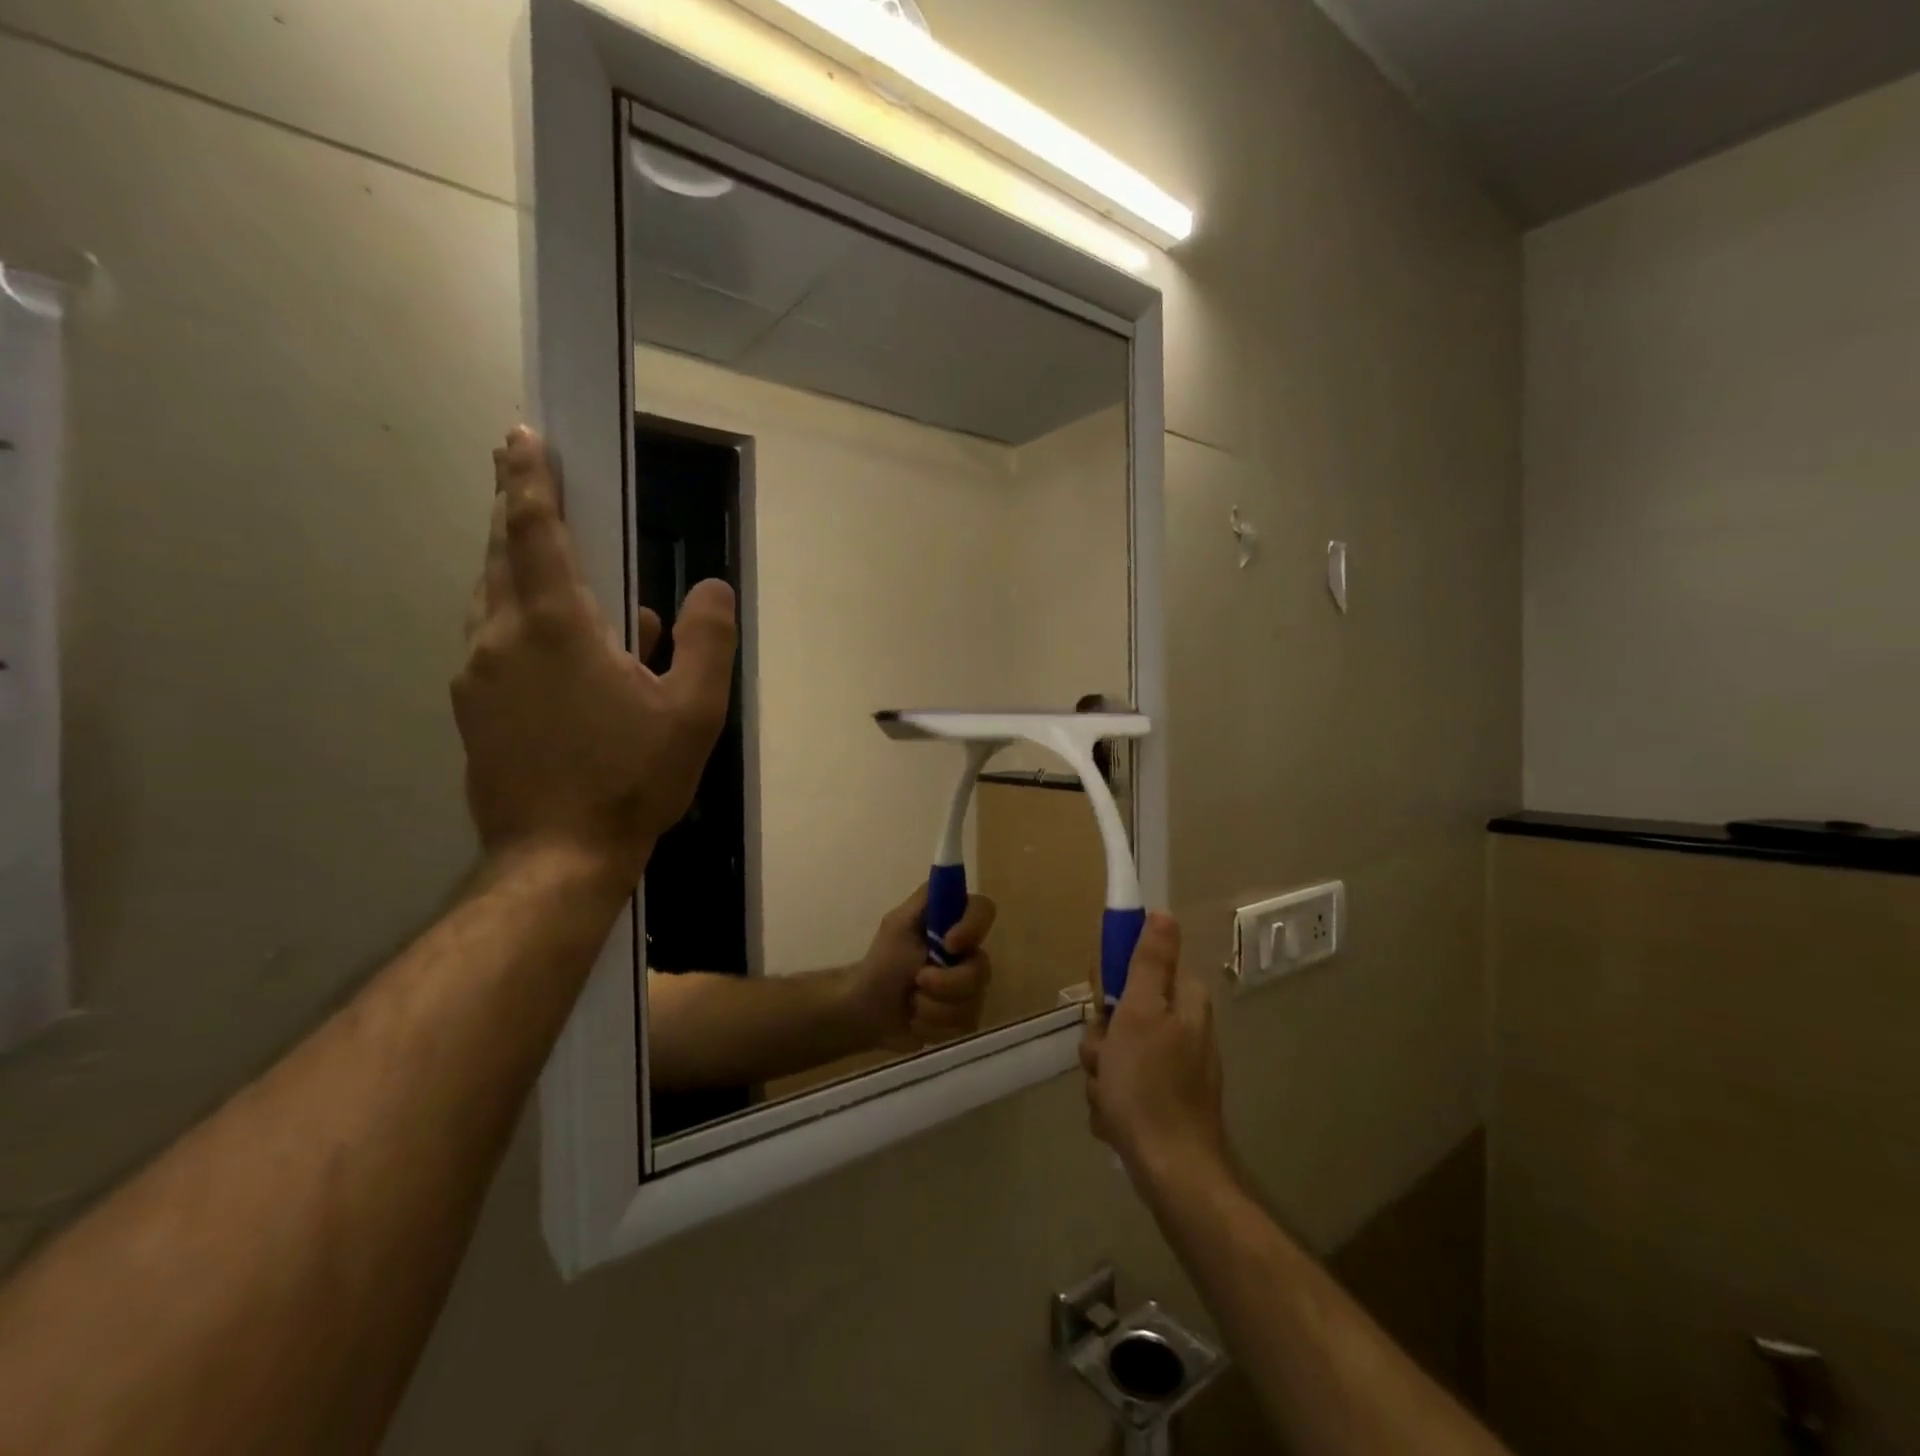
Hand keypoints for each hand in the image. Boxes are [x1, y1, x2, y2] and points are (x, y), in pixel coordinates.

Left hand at [453, 428, 737, 885]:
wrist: (558, 856)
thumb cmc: (633, 779)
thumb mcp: (694, 711)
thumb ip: (706, 641)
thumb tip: (710, 588)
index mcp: (556, 628)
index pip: (536, 532)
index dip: (529, 480)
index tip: (520, 437)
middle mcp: (502, 638)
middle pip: (502, 554)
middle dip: (513, 509)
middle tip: (520, 473)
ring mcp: (477, 674)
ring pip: (490, 596)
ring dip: (512, 562)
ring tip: (540, 551)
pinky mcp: (472, 707)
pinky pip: (491, 638)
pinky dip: (515, 614)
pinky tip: (554, 638)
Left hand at [849, 885, 996, 1052]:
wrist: (867, 1011)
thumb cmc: (882, 962)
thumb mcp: (898, 924)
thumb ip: (926, 899)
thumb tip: (951, 878)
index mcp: (954, 924)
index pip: (985, 910)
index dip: (973, 927)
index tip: (949, 943)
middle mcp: (969, 953)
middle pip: (982, 968)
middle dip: (946, 983)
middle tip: (916, 982)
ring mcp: (971, 988)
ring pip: (973, 1001)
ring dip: (934, 1007)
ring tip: (912, 1004)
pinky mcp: (966, 1018)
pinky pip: (964, 1025)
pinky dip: (935, 1026)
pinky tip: (918, 1021)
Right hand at [1080, 913, 1230, 1191]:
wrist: (1172, 1173)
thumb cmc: (1149, 1085)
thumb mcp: (1141, 1012)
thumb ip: (1149, 962)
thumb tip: (1163, 913)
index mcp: (1183, 1001)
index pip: (1139, 966)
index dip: (1111, 981)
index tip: (1100, 1001)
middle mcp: (1182, 1028)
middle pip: (1122, 1012)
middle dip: (1101, 1037)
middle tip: (1104, 1057)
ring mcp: (1174, 1067)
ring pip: (1116, 1051)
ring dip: (1101, 1072)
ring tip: (1109, 1095)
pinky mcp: (1163, 1101)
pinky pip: (1122, 1085)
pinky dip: (1112, 1100)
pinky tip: (1115, 1117)